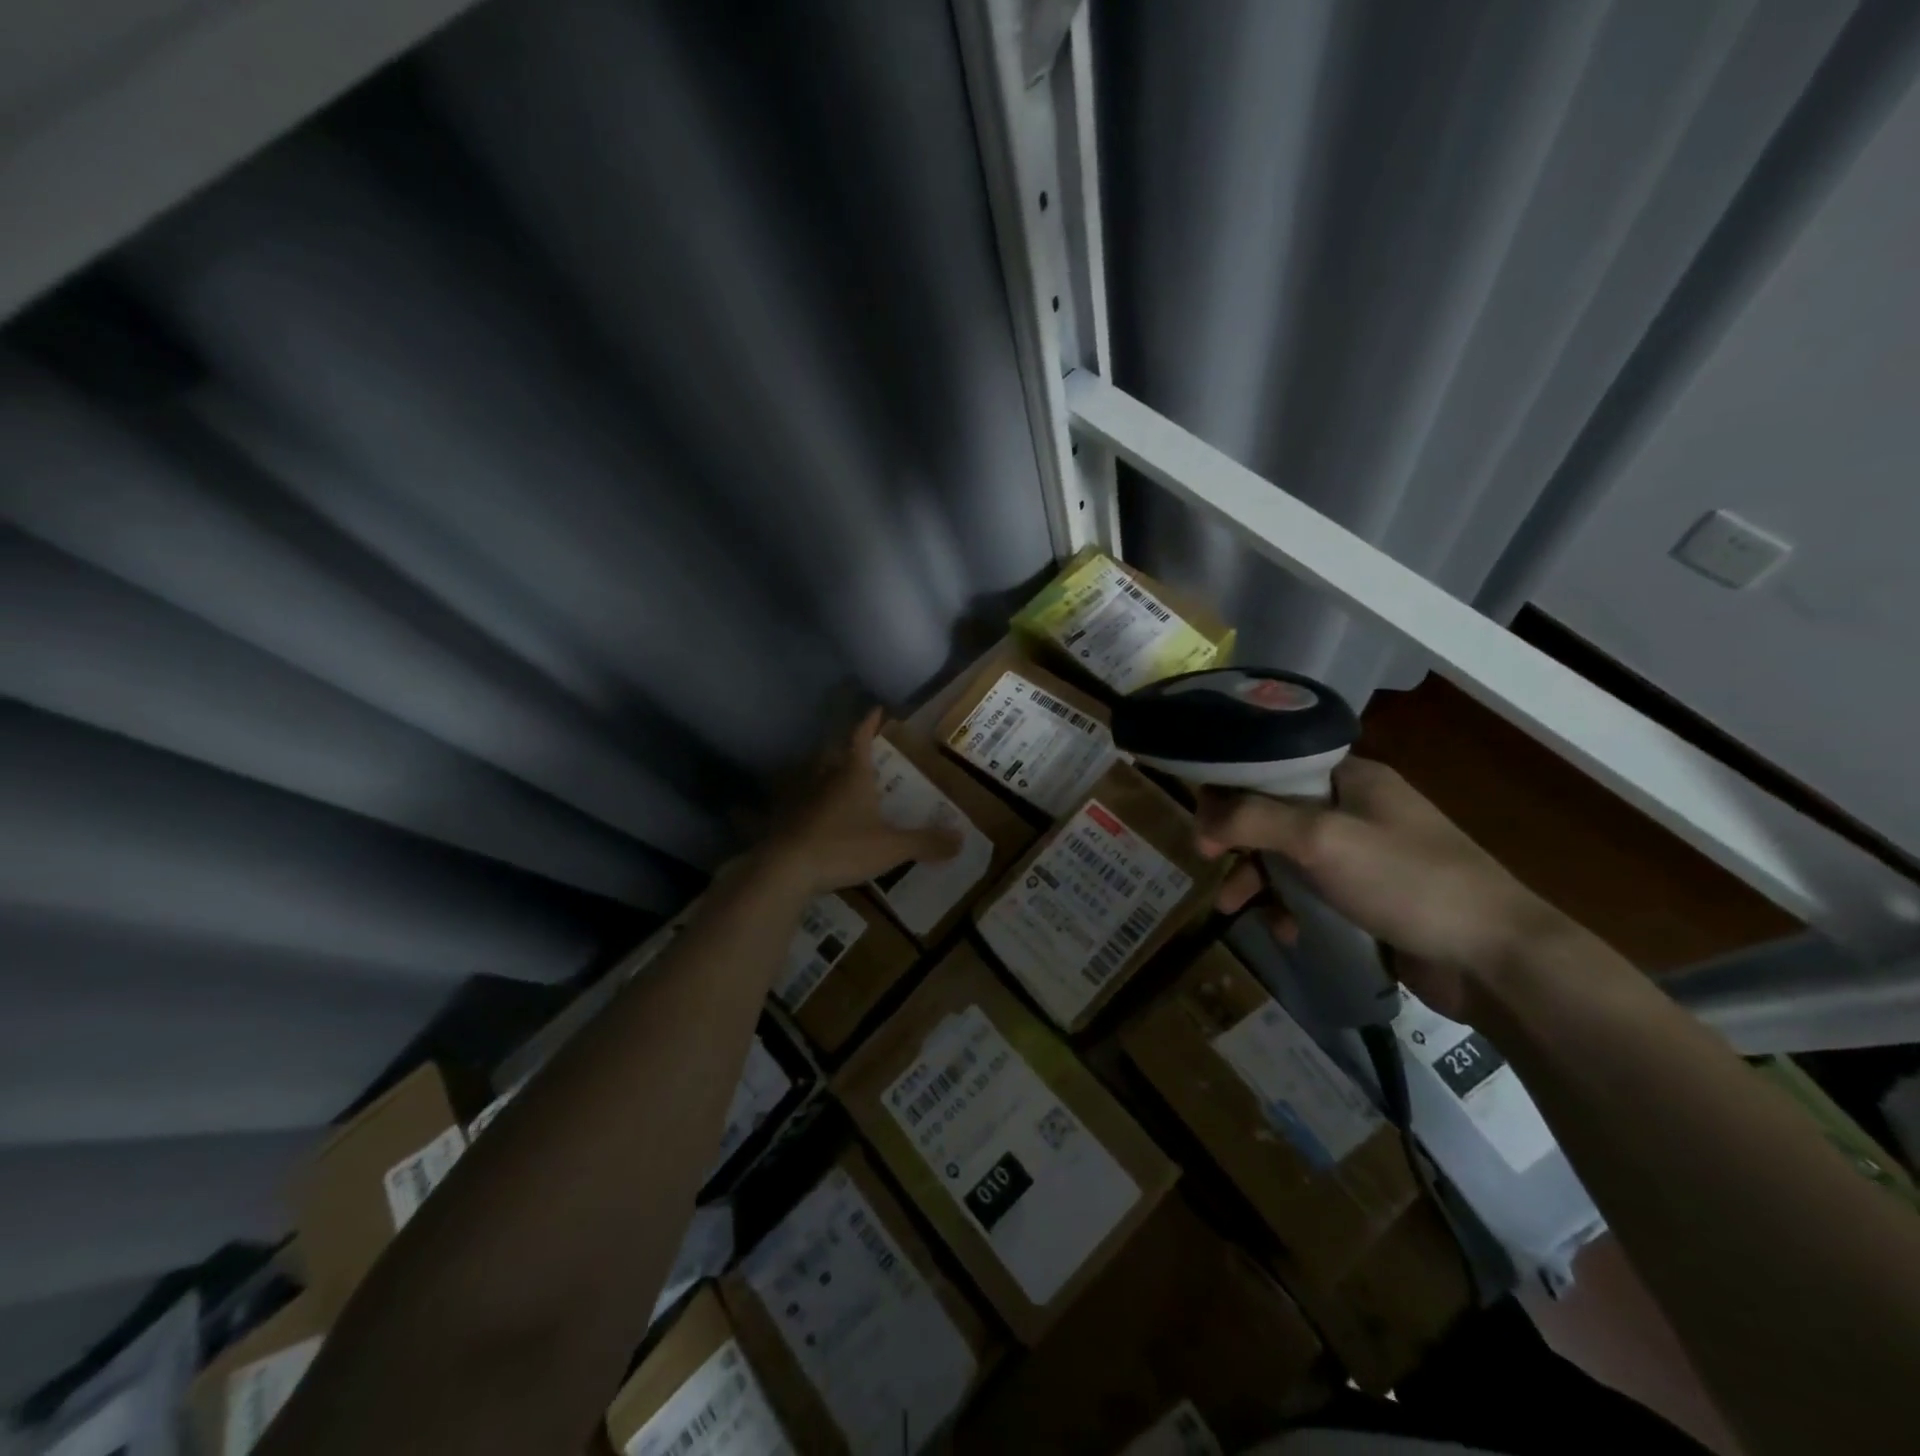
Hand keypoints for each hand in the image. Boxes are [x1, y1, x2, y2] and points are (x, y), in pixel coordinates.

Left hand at [759, 709, 961, 895]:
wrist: (787, 869)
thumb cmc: (842, 847)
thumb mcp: (891, 847)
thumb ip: (925, 842)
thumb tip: (961, 838)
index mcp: (852, 776)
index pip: (861, 739)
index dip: (869, 724)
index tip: (876, 710)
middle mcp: (825, 779)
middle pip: (835, 754)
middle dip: (847, 749)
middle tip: (859, 750)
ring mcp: (802, 798)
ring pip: (816, 776)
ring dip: (828, 774)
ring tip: (840, 781)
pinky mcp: (787, 820)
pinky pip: (803, 802)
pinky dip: (812, 802)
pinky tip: (817, 815)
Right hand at [1194, 757, 1568, 1022]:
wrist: (1497, 959)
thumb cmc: (1407, 881)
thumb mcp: (1322, 840)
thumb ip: (1254, 819)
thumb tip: (1200, 815)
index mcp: (1350, 777)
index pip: (1272, 767)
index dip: (1230, 789)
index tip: (1202, 823)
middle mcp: (1354, 808)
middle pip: (1273, 813)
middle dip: (1239, 841)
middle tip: (1209, 865)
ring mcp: (1363, 854)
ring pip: (1288, 856)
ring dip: (1258, 880)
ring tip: (1236, 909)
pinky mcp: (1368, 896)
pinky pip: (1311, 891)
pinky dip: (1291, 907)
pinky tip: (1287, 932)